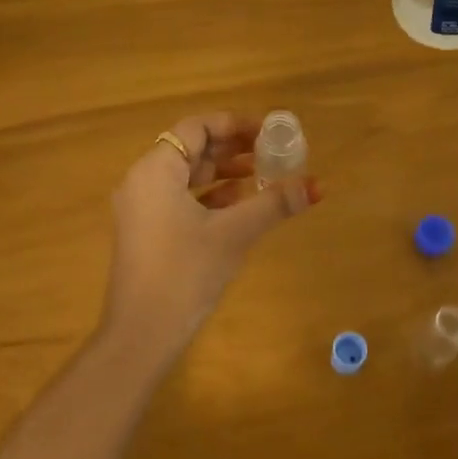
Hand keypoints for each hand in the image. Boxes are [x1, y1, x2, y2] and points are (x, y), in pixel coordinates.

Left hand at [100, 112, 320, 358]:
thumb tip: (316, 185)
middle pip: (190, 149)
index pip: (195, 128)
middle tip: (270, 152)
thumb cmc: (185, 272)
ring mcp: (141, 209)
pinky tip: (238, 205)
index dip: (233, 124)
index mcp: (155, 170)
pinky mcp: (146, 233)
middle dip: (231, 148)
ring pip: (185, 176)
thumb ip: (274, 203)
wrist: (142, 333)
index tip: (267, 132)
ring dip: (222, 172)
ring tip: (261, 175)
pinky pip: (178, 199)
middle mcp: (142, 181)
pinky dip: (208, 196)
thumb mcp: (234, 234)